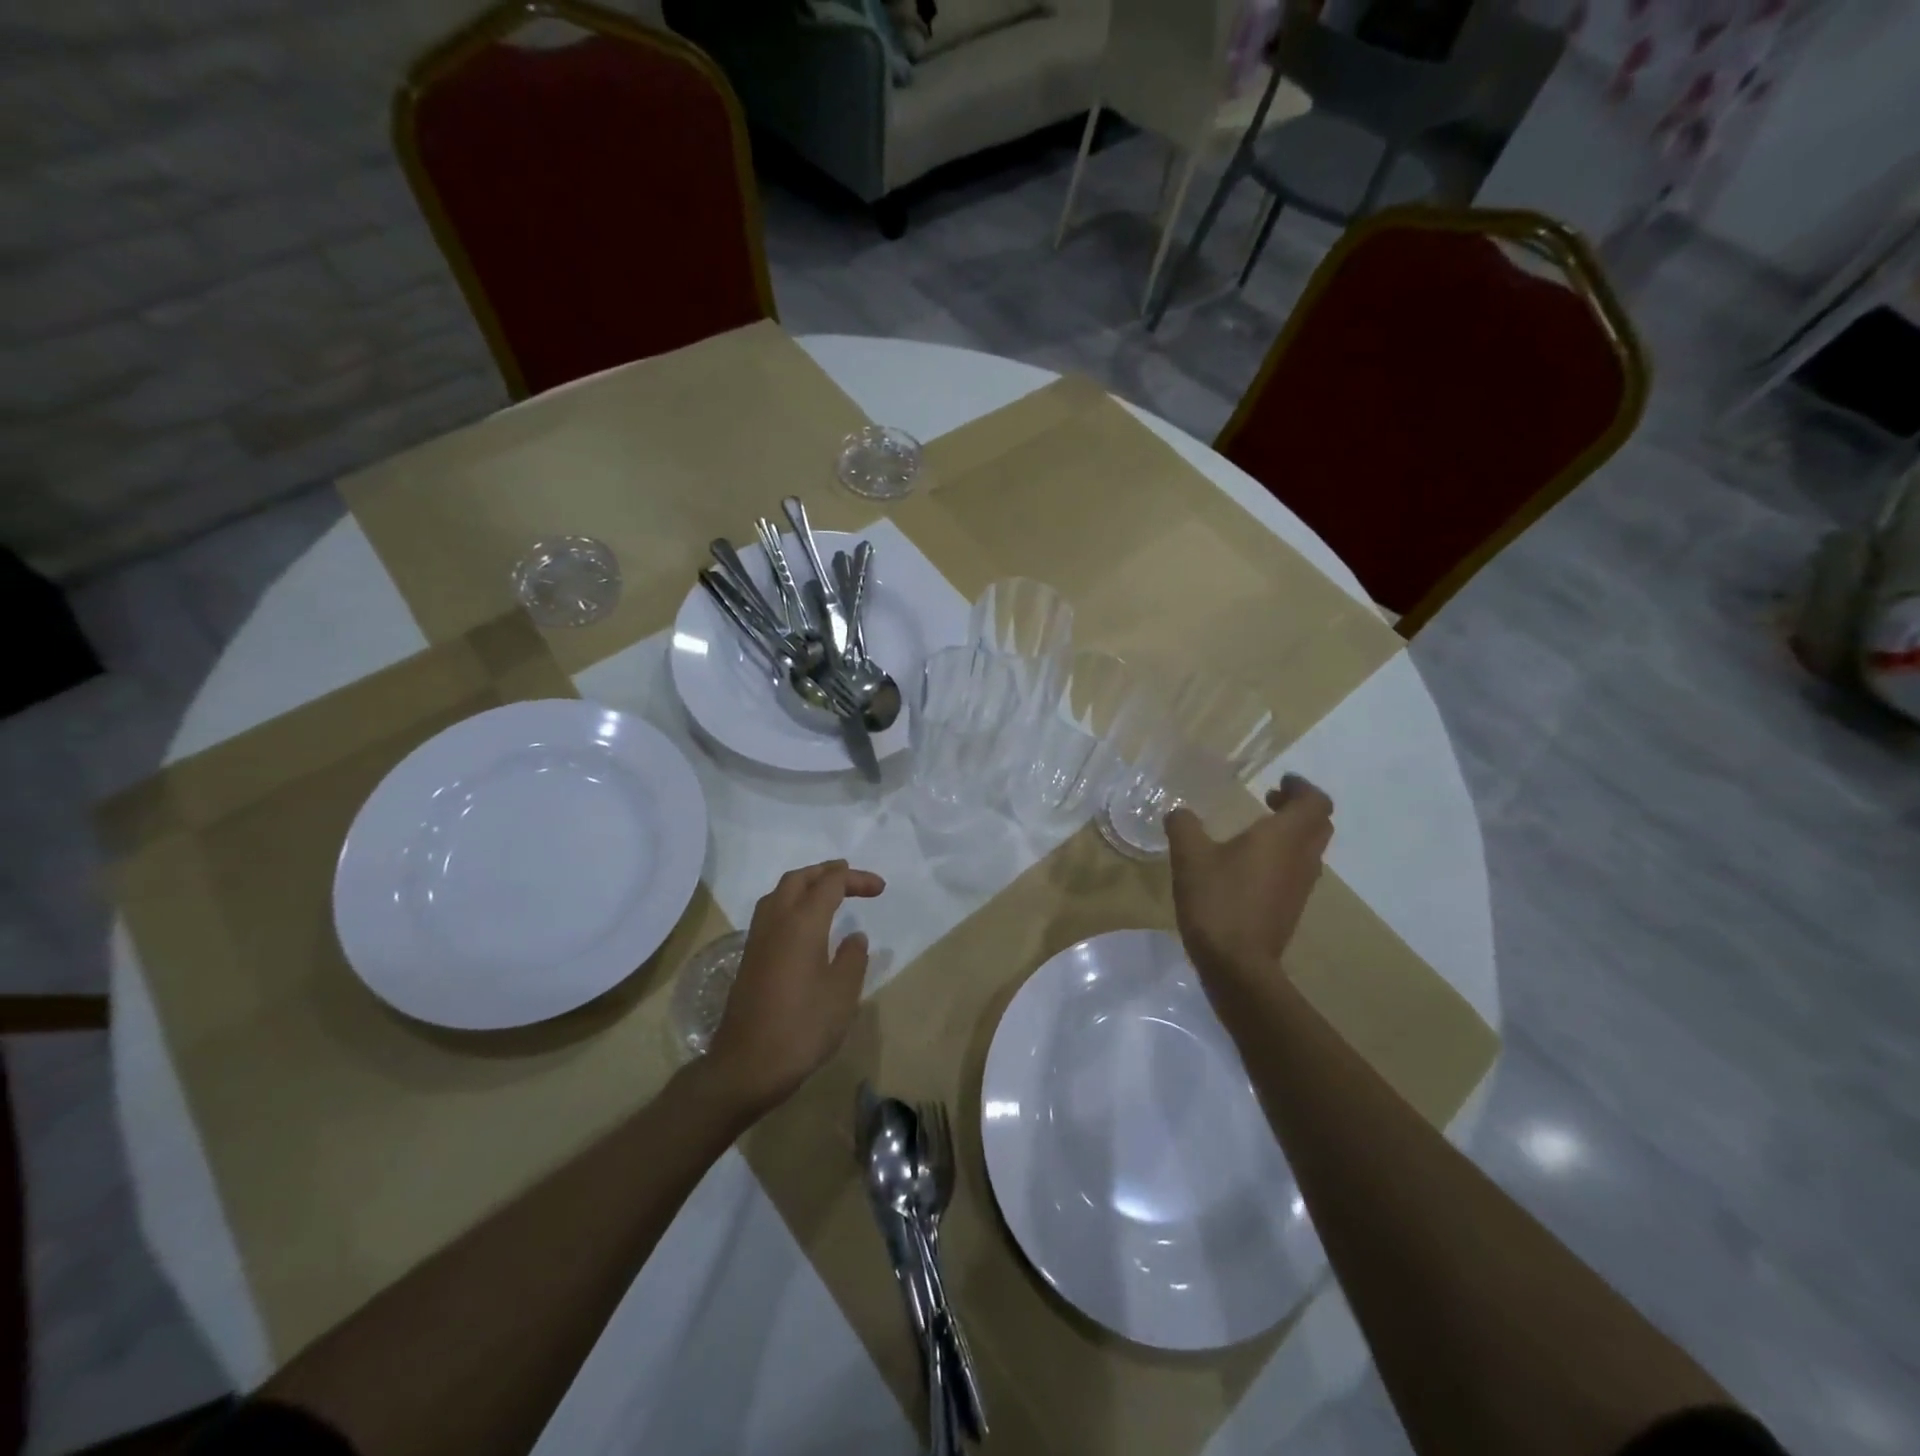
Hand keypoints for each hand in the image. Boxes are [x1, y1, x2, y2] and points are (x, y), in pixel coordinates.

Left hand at [705, 860, 885, 1115]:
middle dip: (825, 872)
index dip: (856, 879)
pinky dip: (791, 903)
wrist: (746, 1066)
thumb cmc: (802, 1028)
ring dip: (804, 884)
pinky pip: (771, 913)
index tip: (880, 889)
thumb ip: (852, 958)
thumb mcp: (842, 994)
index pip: (830, 884)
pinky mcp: (749, 959)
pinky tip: (804, 924)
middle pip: (798, 879)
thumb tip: (854, 936)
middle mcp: (776, 922)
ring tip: (827, 892)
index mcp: (802, 923)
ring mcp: (758, 940)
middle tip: (850, 876)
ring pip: (779, 893)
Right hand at [1166, 775, 1333, 981]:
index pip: (1315, 802)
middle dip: (1298, 808)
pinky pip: (1298, 871)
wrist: (1237, 964)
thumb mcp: (1190, 856)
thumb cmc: (1218, 900)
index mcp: (1284, 837)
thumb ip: (1184, 826)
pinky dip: (1284, 857)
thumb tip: (1179, 812)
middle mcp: (1302, 858)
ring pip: (1310, 849)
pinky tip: (1249, 866)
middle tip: (1270, 801)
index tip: (1279, 782)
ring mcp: (1301, 886)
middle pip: (1318, 824)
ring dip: (1292, 833)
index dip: (1301, 787)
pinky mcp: (1292, 907)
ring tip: (1257, 832)